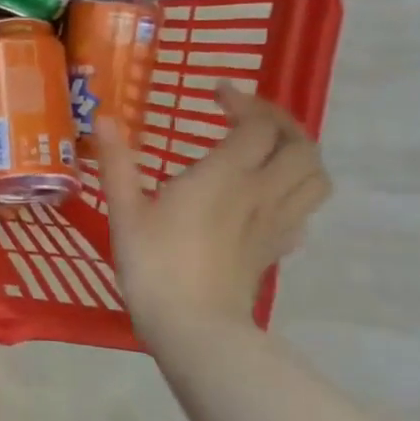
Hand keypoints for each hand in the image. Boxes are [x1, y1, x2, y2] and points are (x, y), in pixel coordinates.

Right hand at [93, 84, 330, 336]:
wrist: (194, 327)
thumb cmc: (154, 264)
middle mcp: (261, 192)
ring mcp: (275, 223)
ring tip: (268, 150)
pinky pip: (303, 210)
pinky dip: (294, 192)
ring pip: (315, 177)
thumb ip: (118, 162)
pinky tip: (268, 196)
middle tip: (248, 116)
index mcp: (225, 176)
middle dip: (280, 121)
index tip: (216, 93)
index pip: (257, 125)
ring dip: (299, 153)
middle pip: (300, 145)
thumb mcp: (125, 211)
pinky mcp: (277, 249)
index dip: (243, 102)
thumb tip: (104, 119)